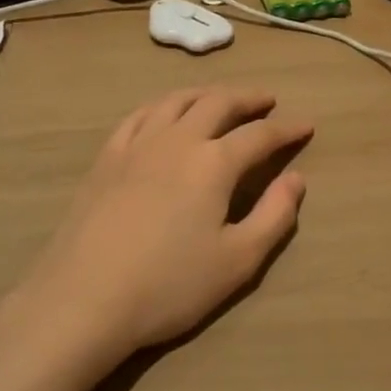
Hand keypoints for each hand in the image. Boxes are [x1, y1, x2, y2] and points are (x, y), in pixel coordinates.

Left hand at [12, 87, 310, 366]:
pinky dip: (162, 105)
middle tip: (267, 99)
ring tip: (221, 97)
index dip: (287, 129)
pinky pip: (139, 115)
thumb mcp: (237, 262)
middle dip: (248, 98)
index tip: (306, 125)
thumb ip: (274, 216)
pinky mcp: (108, 156)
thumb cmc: (168, 285)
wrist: (84, 298)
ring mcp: (139, 143)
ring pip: (178, 100)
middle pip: (219, 103)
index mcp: (214, 163)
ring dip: (207, 93)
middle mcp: (179, 139)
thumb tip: (297, 179)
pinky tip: (165, 112)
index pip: (260, 135)